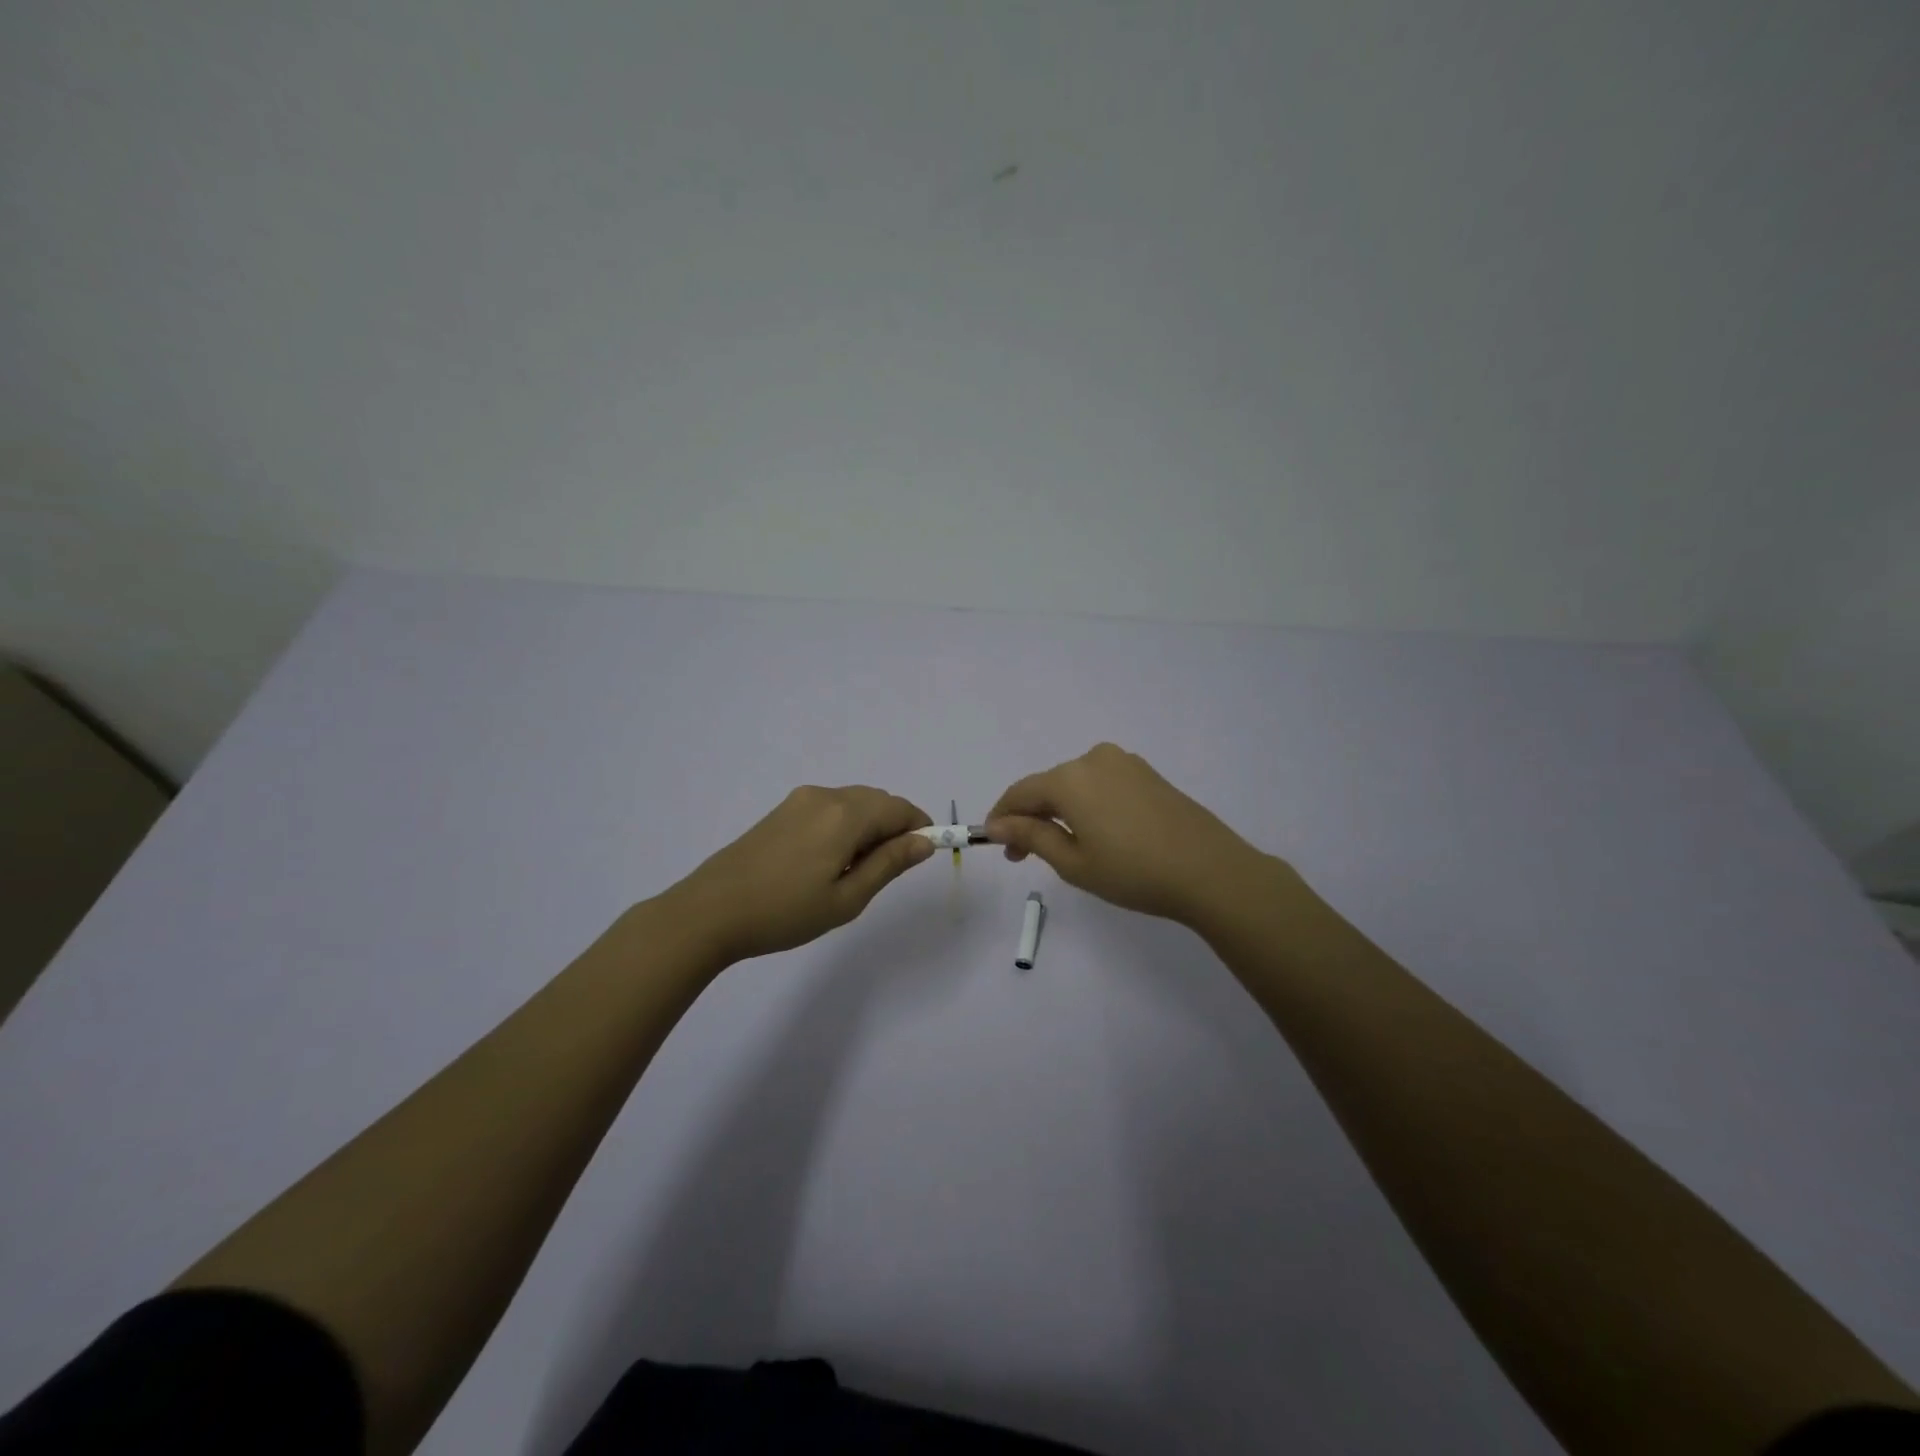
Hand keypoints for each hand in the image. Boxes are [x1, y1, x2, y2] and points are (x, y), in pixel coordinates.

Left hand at [667, 785, 935, 963]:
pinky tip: (827, 861)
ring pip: (853, 803)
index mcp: (845, 815)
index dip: (920, 827)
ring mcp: (800, 800)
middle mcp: (825, 796)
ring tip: (853, 871)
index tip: (923, 856)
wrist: (710, 911)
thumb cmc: (785, 912)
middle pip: (877, 801)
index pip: (899, 808)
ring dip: (868, 826)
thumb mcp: (847, 898)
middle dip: (894, 827)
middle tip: (885, 871)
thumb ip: (889, 864)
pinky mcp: (782, 810)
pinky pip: (829, 808)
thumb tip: (924, 842)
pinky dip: (844, 825)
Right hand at [985, 743, 1270, 924]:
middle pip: (1048, 786)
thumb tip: (997, 823)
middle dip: (1031, 817)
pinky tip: (1097, 833)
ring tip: (1062, 847)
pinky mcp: (1147, 774)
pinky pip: (1102, 784)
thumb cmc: (1133, 872)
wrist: (1210, 871)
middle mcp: (1094, 759)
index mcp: (1070, 779)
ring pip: (1076, 784)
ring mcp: (1125, 763)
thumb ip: (1031, 836)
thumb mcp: (1073, 862)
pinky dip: (1088, 805)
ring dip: (1060, 811)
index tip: (995, 844)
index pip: (1020, 792)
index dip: (1002, 817)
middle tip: (1024, 855)